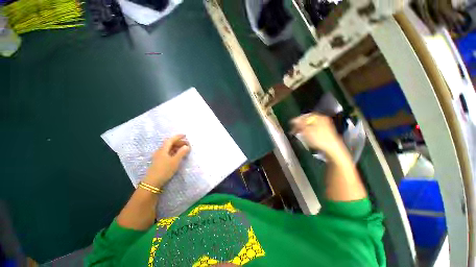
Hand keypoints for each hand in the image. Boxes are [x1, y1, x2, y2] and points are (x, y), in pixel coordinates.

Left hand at [143, 134, 190, 187]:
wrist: (152, 183)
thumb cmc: (164, 170)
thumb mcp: (175, 161)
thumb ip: (181, 152)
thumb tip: (186, 146)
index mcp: (163, 149)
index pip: (171, 140)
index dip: (178, 136)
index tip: (185, 135)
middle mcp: (160, 151)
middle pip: (170, 143)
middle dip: (179, 142)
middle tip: (187, 144)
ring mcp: (159, 156)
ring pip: (169, 148)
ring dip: (177, 147)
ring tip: (184, 149)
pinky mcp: (159, 161)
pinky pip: (168, 153)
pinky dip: (174, 151)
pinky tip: (178, 155)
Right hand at [291, 113, 345, 157]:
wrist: (332, 149)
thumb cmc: (318, 139)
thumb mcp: (306, 130)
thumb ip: (299, 124)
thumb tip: (293, 120)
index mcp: (318, 117)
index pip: (305, 115)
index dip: (297, 120)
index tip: (291, 125)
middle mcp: (322, 119)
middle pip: (308, 120)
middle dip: (300, 125)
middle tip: (294, 131)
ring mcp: (325, 126)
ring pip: (311, 125)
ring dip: (304, 129)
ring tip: (299, 134)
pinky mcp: (326, 133)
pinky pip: (314, 130)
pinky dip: (309, 132)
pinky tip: (306, 137)